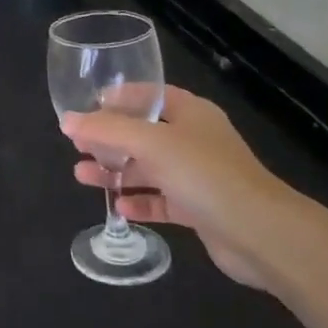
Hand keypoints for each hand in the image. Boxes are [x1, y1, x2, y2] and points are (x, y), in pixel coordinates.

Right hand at [62, 85, 306, 290]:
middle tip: (77, 146)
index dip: (118, 98)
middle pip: (143, 133)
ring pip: (149, 169)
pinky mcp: (199, 209)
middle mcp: (194, 140)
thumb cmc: (204, 174)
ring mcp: (198, 176)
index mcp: (190, 113)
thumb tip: (67, 120)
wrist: (260, 233)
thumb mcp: (151, 143)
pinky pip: (161, 200)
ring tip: (83, 176)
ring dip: (117, 172)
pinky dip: (140, 201)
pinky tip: (119, 207)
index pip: (149, 95)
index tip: (87, 106)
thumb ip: (107, 130)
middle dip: (109, 140)